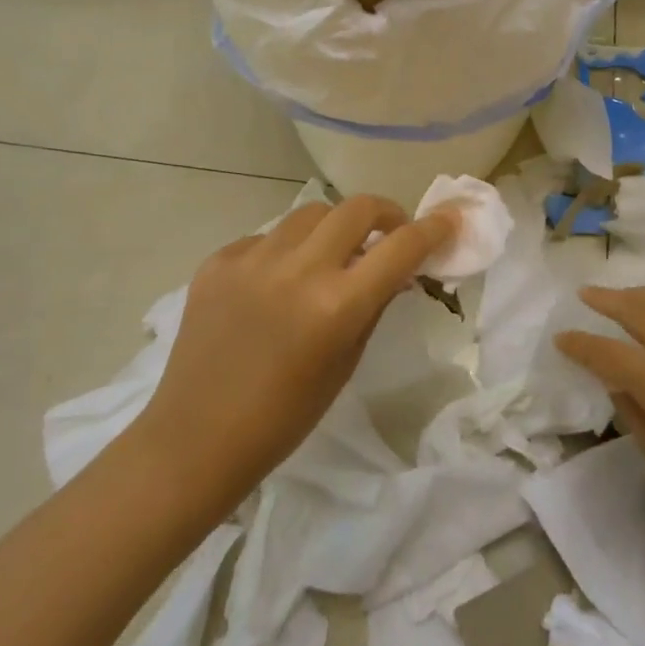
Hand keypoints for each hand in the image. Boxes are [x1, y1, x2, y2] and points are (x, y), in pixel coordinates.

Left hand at [142, 196, 454, 498]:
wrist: (196, 438)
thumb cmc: (284, 416)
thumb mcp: (345, 362)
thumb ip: (374, 304)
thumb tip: (396, 266)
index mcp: (337, 305)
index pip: (401, 247)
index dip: (433, 229)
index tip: (448, 221)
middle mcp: (298, 270)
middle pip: (357, 208)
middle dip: (385, 213)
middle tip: (389, 232)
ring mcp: (252, 259)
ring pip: (310, 213)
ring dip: (333, 227)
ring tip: (329, 256)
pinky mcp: (218, 261)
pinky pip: (266, 238)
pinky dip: (285, 251)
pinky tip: (275, 283)